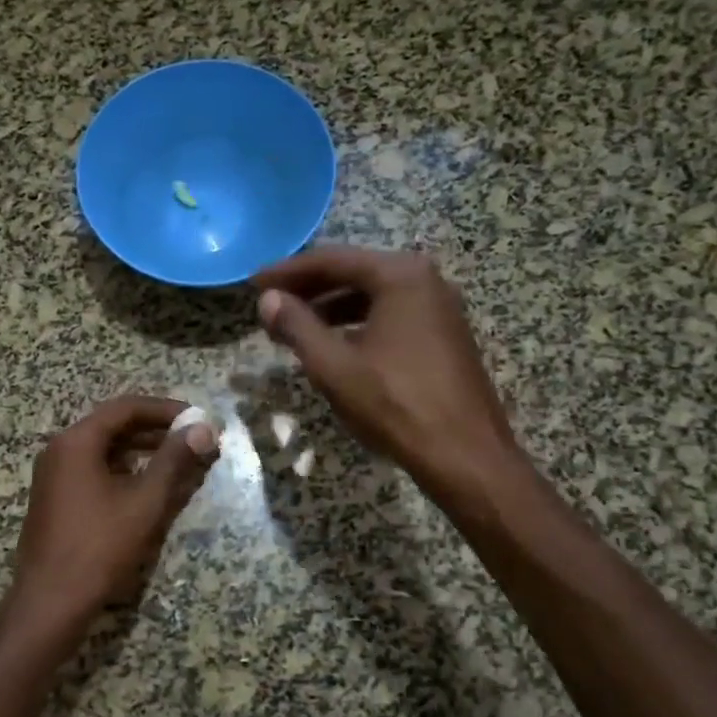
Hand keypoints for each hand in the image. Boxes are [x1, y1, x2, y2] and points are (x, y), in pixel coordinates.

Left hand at [0, 396, 218, 648]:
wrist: (50, 602)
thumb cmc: (99, 547)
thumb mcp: (144, 502)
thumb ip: (174, 461)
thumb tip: (204, 428)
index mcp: (76, 441)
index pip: (126, 408)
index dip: (166, 409)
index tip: (199, 419)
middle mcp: (60, 449)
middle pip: (114, 425)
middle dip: (157, 430)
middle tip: (195, 440)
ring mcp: (54, 475)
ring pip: (105, 449)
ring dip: (142, 451)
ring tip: (180, 461)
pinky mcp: (56, 498)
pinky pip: (94, 470)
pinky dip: (124, 470)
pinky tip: (148, 485)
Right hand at [254, 246, 526, 498]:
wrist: (464, 455)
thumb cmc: (395, 405)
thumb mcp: (334, 366)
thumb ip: (297, 326)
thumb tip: (267, 300)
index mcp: (401, 276)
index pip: (331, 260)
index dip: (287, 271)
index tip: (253, 283)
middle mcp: (425, 281)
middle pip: (354, 273)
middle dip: (308, 289)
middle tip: (269, 304)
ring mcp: (440, 308)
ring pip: (372, 296)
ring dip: (330, 307)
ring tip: (293, 327)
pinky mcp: (444, 335)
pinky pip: (390, 315)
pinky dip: (357, 323)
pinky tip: (334, 345)